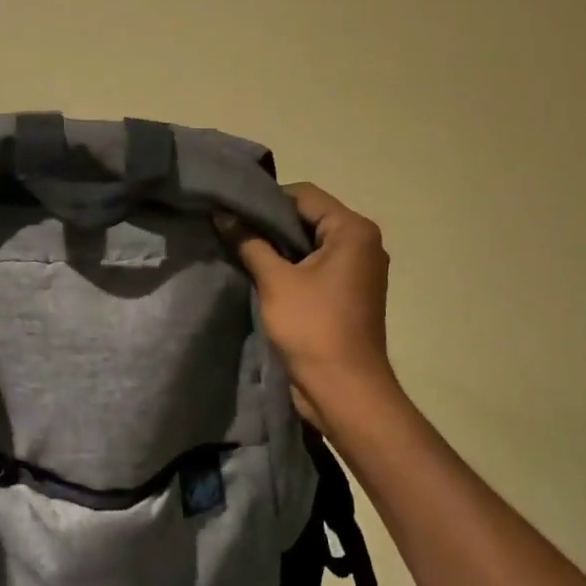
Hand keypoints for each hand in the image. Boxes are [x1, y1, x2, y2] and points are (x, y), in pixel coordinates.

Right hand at [216, 183, 395, 427]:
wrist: (344, 391)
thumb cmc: (313, 327)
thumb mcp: (275, 281)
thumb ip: (249, 243)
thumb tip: (222, 214)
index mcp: (353, 230)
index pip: (304, 195)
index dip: (266, 200)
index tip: (233, 209)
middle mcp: (363, 243)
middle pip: (309, 217)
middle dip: (271, 223)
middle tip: (232, 227)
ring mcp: (359, 269)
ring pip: (311, 243)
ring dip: (279, 246)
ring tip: (240, 247)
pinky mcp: (350, 292)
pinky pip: (317, 266)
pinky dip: (292, 266)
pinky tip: (261, 271)